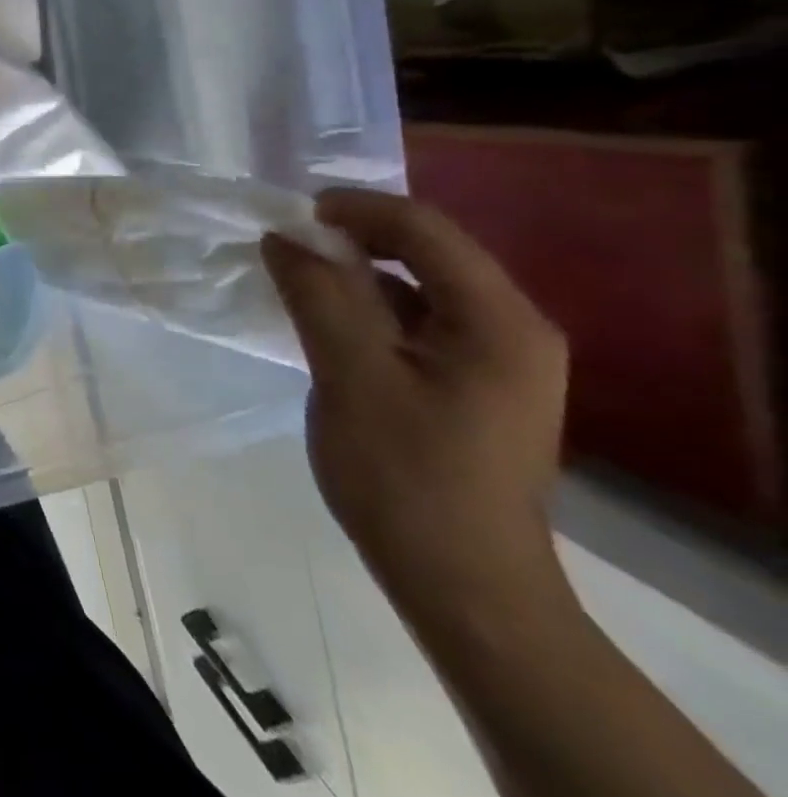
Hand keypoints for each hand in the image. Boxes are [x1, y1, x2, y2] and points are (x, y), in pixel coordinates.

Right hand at [261, 189, 570, 625]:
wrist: (463, 587)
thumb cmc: (406, 478)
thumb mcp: (349, 376)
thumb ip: (317, 296)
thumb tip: (282, 237)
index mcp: (499, 321)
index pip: (425, 230)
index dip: (355, 209)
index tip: (289, 214)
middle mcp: (513, 329)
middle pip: (428, 253)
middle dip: (354, 239)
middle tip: (286, 244)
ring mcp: (499, 361)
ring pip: (420, 289)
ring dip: (358, 274)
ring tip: (297, 277)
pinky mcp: (475, 386)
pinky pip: (418, 324)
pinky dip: (370, 310)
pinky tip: (328, 323)